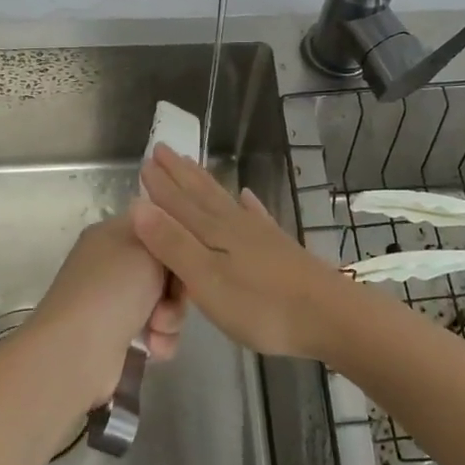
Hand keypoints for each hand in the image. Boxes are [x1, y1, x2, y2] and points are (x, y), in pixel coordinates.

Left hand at [26, 213, 183, 408]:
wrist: (77, 352)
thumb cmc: (115, 289)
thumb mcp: (149, 247)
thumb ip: (167, 236)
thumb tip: (167, 237)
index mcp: (112, 233)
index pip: (158, 227)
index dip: (177, 244)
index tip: (186, 260)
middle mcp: (111, 263)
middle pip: (166, 268)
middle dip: (176, 289)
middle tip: (168, 301)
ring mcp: (113, 299)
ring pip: (164, 301)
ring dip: (170, 318)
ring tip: (157, 330)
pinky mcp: (117, 334)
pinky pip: (156, 330)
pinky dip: (160, 339)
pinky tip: (154, 348)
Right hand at [131, 145, 345, 360]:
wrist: (329, 315)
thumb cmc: (260, 305)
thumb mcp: (206, 280)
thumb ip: (172, 244)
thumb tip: (136, 205)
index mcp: (213, 233)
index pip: (178, 203)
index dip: (159, 184)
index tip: (144, 161)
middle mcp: (234, 225)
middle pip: (201, 194)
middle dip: (179, 174)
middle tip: (163, 150)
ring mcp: (260, 235)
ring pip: (225, 201)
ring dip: (206, 183)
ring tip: (194, 164)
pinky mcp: (280, 248)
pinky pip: (257, 216)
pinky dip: (249, 204)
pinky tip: (248, 196)